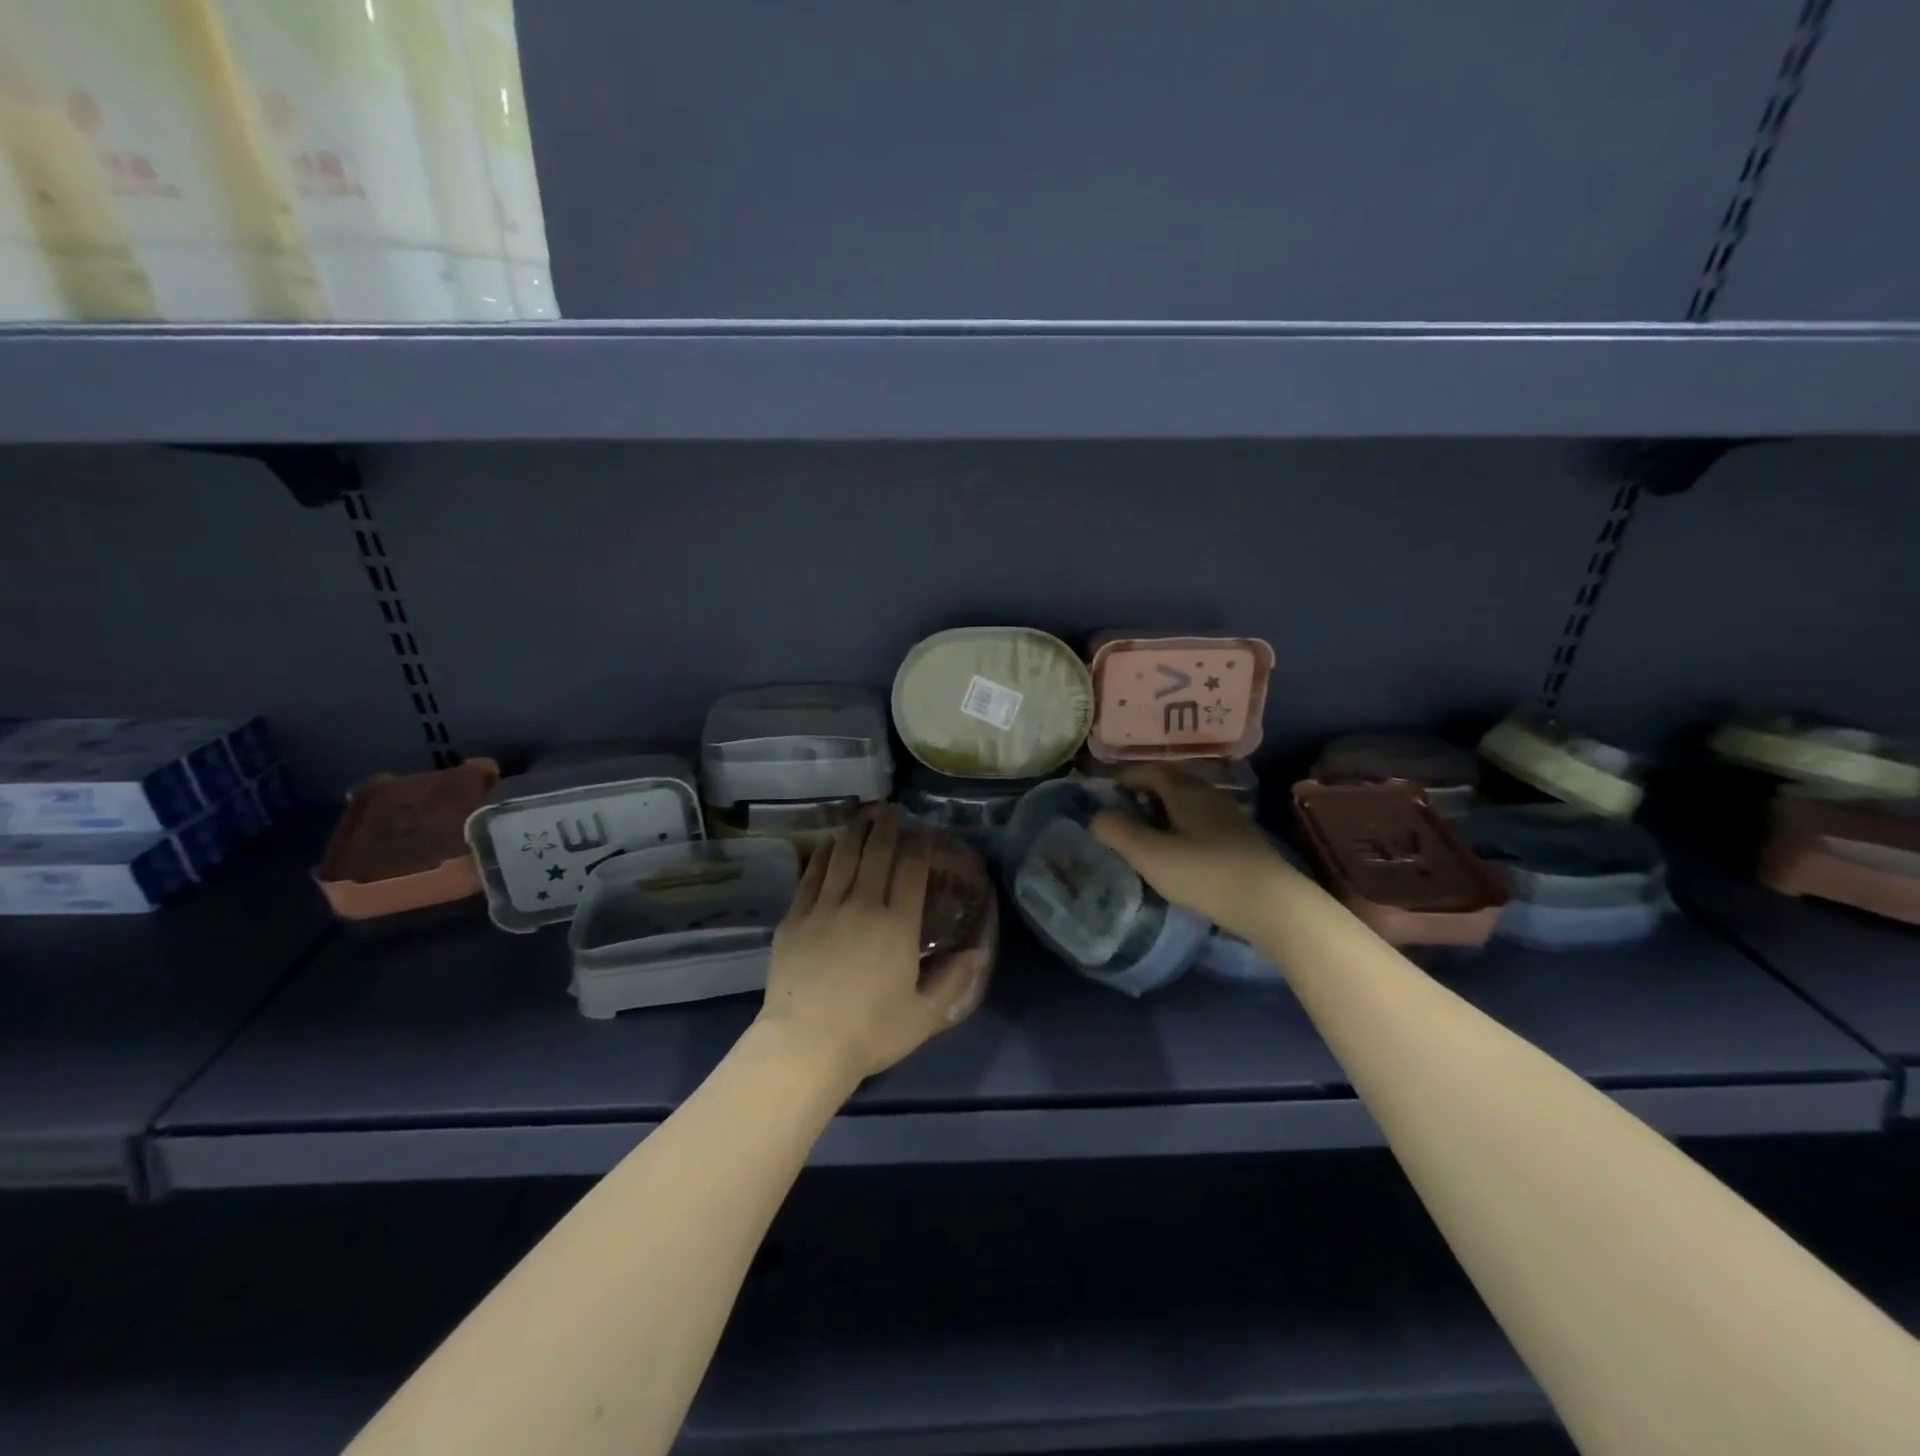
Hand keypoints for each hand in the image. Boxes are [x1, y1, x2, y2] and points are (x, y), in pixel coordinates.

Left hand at [759, 805, 992, 1085]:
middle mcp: (863, 905)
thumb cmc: (871, 1032)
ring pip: (843, 857)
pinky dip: (823, 855)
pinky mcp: (795, 918)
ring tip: (863, 814)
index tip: (923, 831)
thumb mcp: (924, 1015)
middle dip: (887, 826)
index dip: (919, 845)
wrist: (804, 1045)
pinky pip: (811, 876)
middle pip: (876, 853)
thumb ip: (953, 979)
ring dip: (855, 831)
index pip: (912, 870)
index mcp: (898, 925)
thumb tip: (979, 951)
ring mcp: (825, 908)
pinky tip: (829, 843)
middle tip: (892, 808)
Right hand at [1091, 763, 1302, 940]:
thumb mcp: (1149, 854)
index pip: (1152, 770)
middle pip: (1174, 781)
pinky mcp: (1243, 840)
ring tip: (1150, 830)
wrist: (1270, 903)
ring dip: (1167, 808)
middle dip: (1147, 789)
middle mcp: (1209, 795)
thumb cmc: (1203, 873)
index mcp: (1185, 791)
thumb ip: (1117, 832)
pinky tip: (1182, 848)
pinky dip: (1185, 824)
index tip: (1109, 792)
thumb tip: (1098, 817)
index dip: (1127, 776)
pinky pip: (1205, 820)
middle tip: (1126, 808)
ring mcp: (1231, 817)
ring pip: (1191, 801)